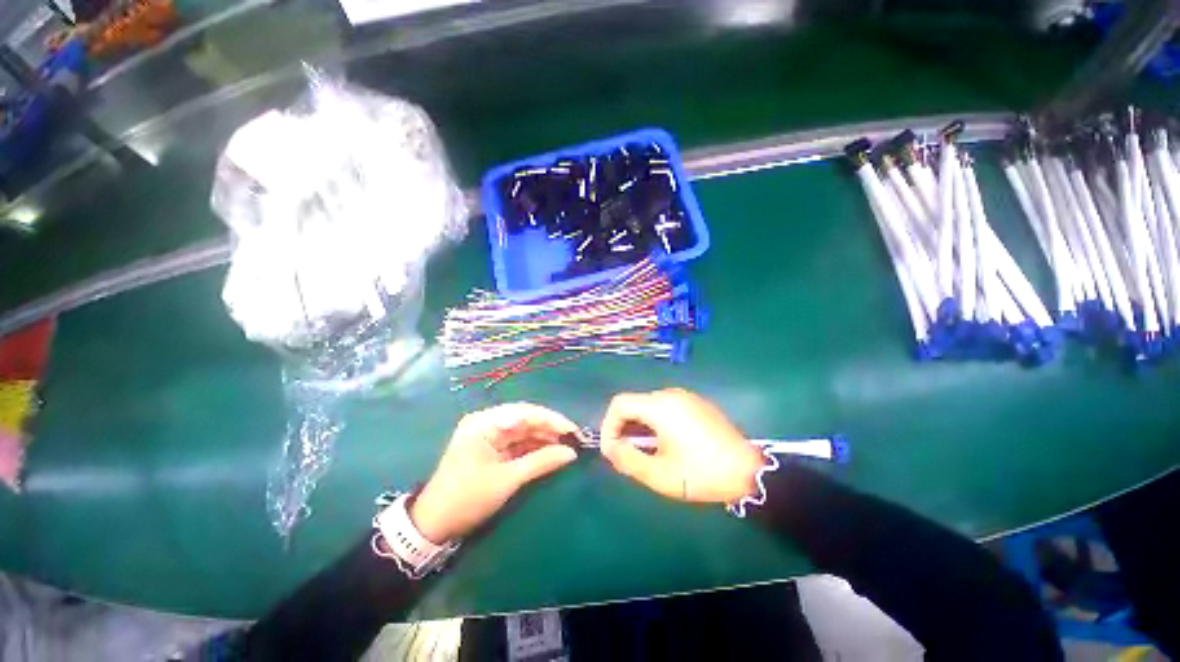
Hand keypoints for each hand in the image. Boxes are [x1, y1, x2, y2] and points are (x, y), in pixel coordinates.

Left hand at [410, 403, 578, 543]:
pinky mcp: (490, 448)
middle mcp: (486, 422)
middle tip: (574, 439)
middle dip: (550, 428)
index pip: (526, 412)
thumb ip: (541, 462)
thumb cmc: (468, 498)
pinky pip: (517, 443)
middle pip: (525, 419)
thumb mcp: (507, 479)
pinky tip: (550, 453)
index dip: (552, 420)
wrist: (433, 525)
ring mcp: (488, 435)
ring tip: (567, 447)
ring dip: (544, 438)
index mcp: (485, 422)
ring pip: (523, 431)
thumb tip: (572, 453)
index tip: (574, 431)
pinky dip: (533, 448)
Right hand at [600, 388, 765, 504]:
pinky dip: (655, 422)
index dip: (608, 426)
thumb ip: (627, 459)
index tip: (611, 450)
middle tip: (625, 455)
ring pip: (649, 406)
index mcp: (660, 406)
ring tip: (644, 452)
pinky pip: (666, 407)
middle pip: (634, 403)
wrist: (749, 471)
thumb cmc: (701, 473)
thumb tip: (610, 448)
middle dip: (623, 428)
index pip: (619, 404)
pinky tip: (664, 444)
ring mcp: (686, 397)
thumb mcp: (659, 474)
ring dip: (639, 426)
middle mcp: (671, 394)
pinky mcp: (697, 404)